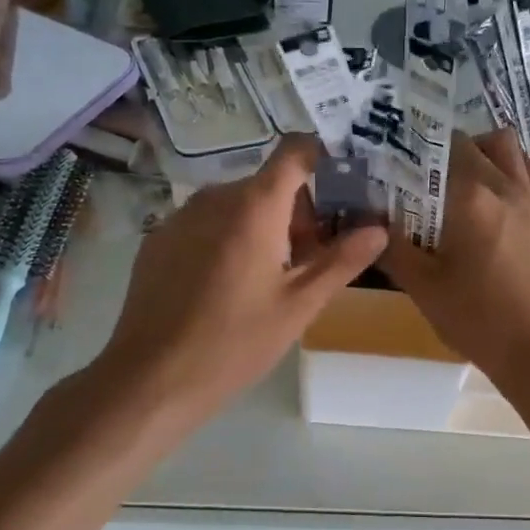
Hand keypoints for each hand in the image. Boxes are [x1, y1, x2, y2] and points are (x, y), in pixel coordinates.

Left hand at [89, 136, 388, 426]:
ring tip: (273, 279)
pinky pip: (208, 223)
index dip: (324, 158)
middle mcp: (215, 197)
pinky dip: (230, 238)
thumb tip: (379, 229)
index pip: (296, 150)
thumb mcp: (300, 305)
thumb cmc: (235, 342)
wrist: (151, 378)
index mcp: (255, 206)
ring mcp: (181, 216)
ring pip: (238, 204)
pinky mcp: (159, 239)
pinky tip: (229, 287)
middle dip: (299, 212)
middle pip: (269, 184)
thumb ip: (342, 260)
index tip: (346, 187)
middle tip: (313, 259)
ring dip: (265, 227)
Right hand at [378, 130, 529, 397]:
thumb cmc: (479, 321)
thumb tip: (370, 219)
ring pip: (509, 147)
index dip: (413, 149)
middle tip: (422, 180)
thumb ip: (393, 248)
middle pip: (472, 143)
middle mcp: (505, 185)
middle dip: (443, 151)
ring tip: (463, 181)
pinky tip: (500, 197)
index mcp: (470, 197)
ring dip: (484, 152)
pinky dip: (516, 170)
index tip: (394, 165)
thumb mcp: (424, 289)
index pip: (437, 148)